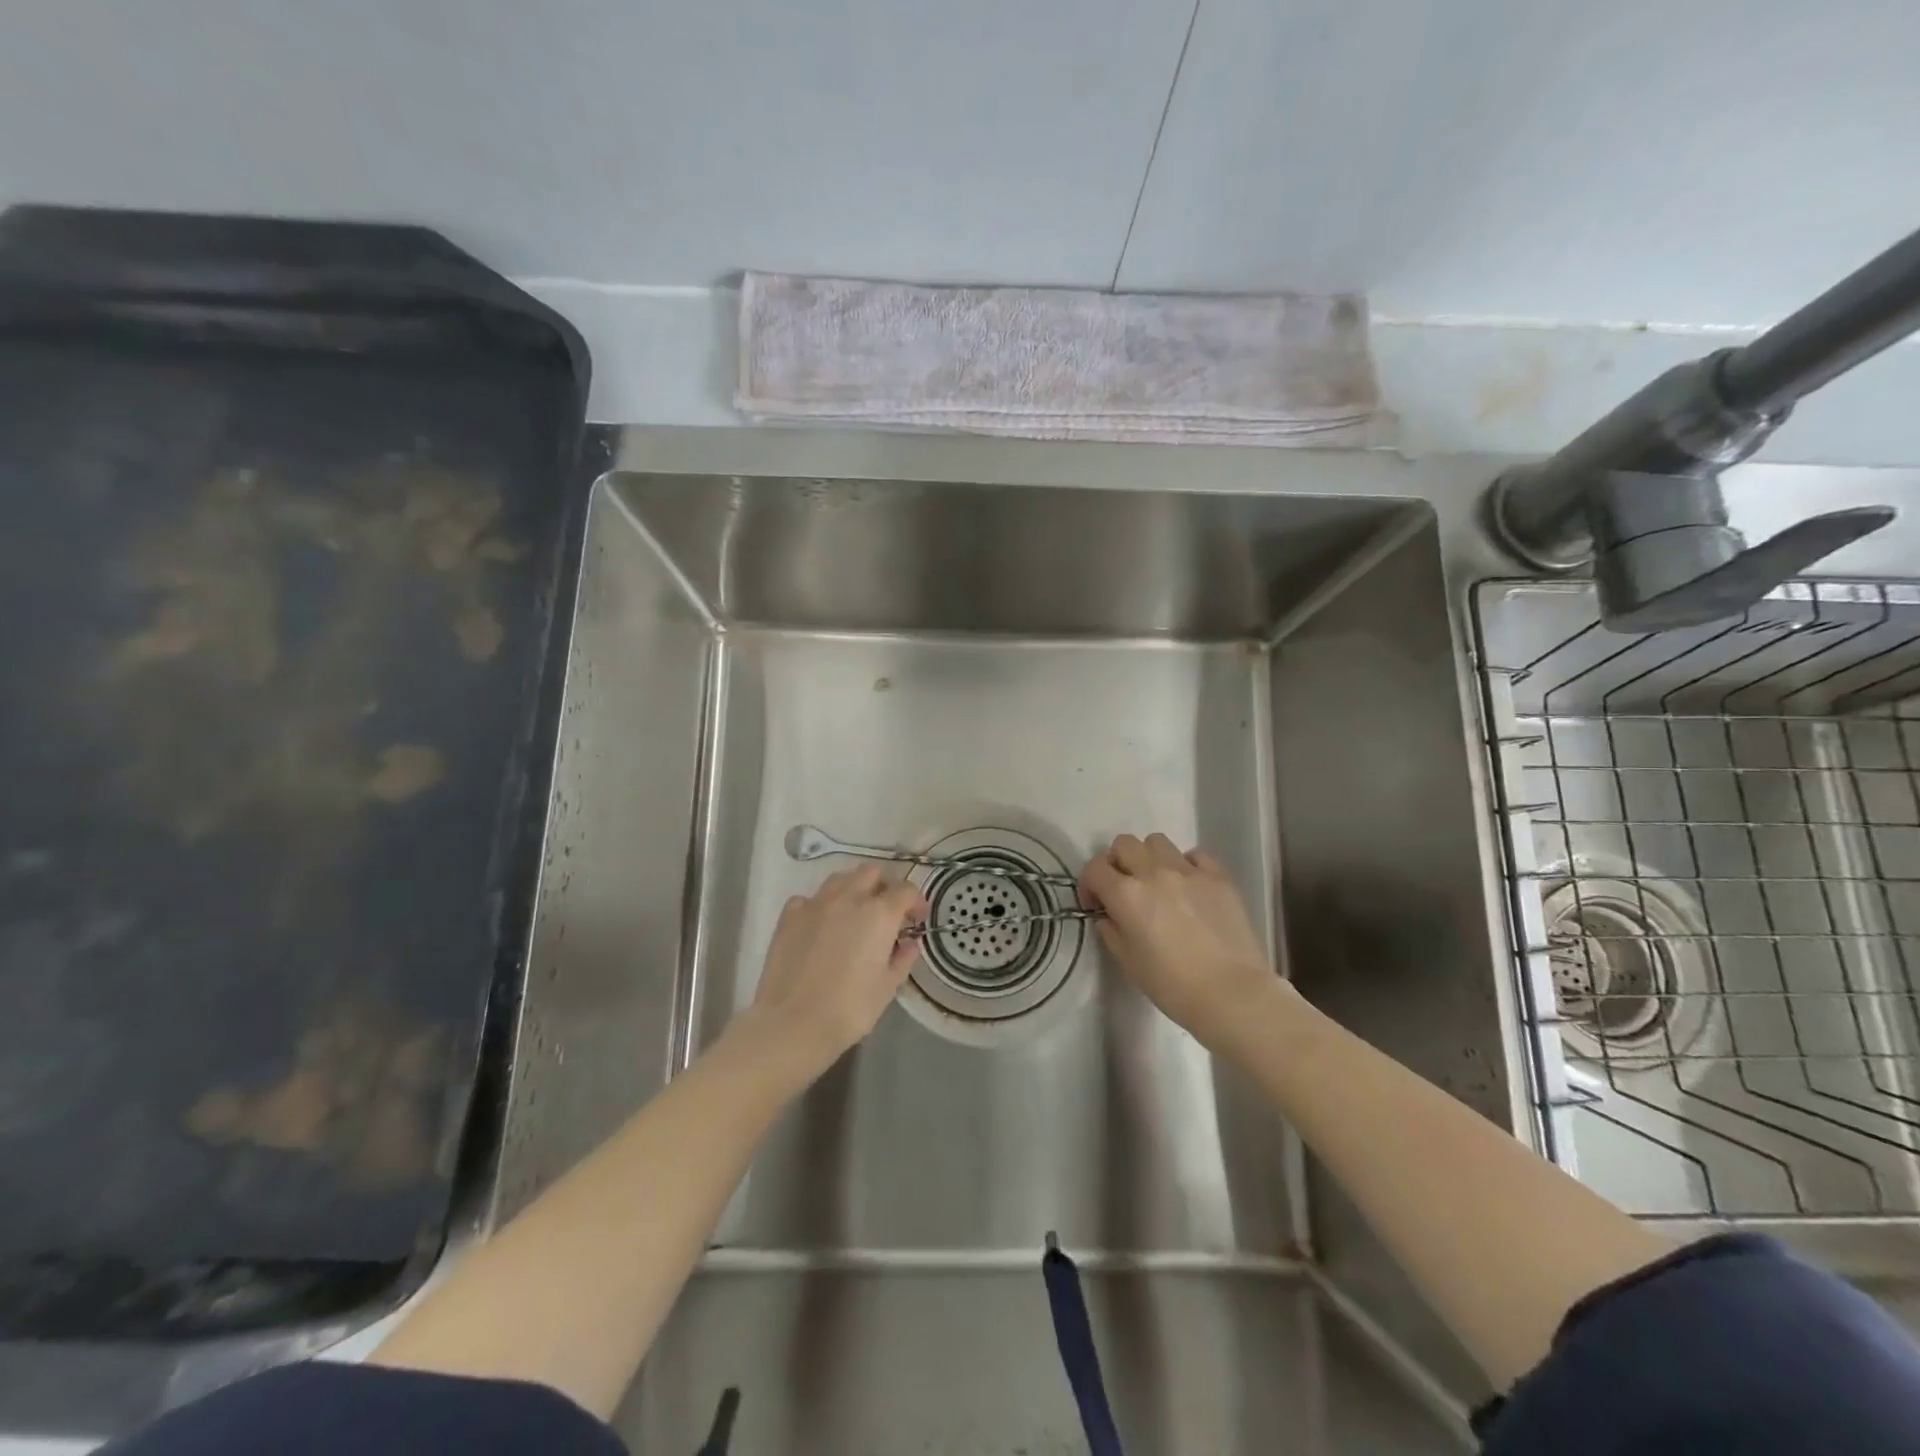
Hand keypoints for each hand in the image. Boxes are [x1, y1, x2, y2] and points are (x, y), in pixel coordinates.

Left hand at [745, 866, 927, 1073]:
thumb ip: (902, 959)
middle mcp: (849, 898)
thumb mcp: (887, 987)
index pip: (906, 890)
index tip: (917, 920)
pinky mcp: (789, 916)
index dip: (916, 902)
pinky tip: (821, 926)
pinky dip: (820, 906)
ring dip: (853, 890)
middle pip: (872, 873)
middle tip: (887, 912)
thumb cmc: (850, 1008)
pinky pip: (810, 899)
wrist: (793, 1023)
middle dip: (884, 886)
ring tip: (854, 914)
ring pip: (840, 879)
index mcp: (879, 914)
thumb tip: (909, 944)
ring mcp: (816, 903)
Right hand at [1079, 833, 1280, 1045]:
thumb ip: (1112, 933)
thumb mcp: (1129, 964)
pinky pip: (1195, 855)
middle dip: (1117, 863)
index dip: (1089, 884)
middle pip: (1124, 844)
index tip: (1097, 904)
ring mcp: (1188, 871)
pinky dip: (1187, 865)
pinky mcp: (1219, 876)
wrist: (1232, 994)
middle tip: (1125, 889)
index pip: (1094, 868)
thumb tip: (1109, 917)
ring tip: (1159, 883)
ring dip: (1150, 858)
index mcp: (1126, 894)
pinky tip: (1191, 887)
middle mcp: (1154, 872)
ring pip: (1157, 842)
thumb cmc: (1173, 986)